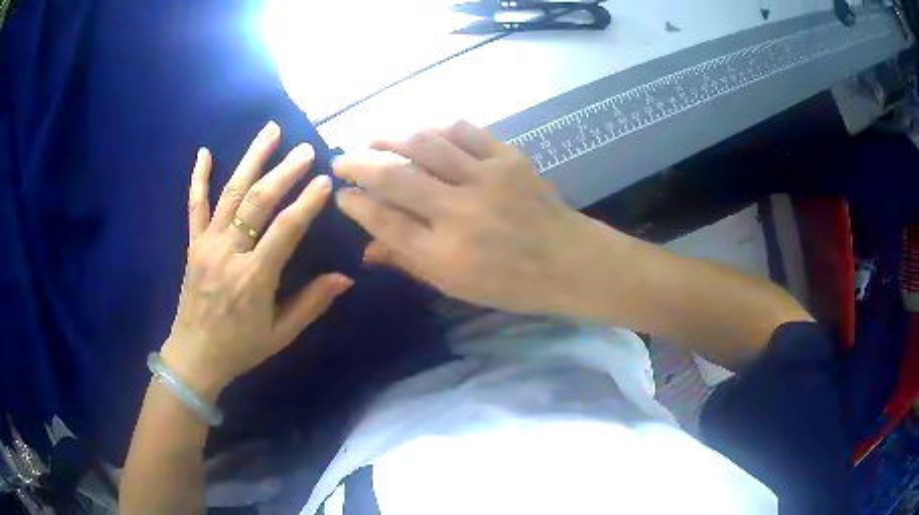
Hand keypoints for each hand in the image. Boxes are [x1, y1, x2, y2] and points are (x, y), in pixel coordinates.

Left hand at [161, 122, 351, 400]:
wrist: (194, 356)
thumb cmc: (240, 348)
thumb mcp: (280, 334)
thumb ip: (311, 304)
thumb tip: (345, 278)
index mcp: (254, 278)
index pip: (284, 230)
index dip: (307, 203)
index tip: (326, 181)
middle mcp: (229, 253)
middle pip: (258, 202)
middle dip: (284, 172)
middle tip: (306, 150)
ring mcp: (207, 244)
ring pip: (230, 193)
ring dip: (251, 159)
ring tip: (270, 131)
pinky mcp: (193, 244)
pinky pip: (194, 205)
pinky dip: (198, 177)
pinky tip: (204, 152)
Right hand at [333, 121, 603, 314]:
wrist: (571, 262)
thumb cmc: (512, 284)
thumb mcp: (456, 286)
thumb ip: (409, 262)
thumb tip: (367, 249)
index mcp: (443, 254)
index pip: (384, 220)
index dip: (355, 204)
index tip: (341, 194)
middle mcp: (458, 213)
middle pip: (395, 178)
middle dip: (358, 164)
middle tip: (341, 159)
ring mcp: (485, 179)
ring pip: (425, 146)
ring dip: (392, 140)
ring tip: (374, 140)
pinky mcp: (508, 158)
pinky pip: (463, 131)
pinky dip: (436, 129)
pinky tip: (423, 133)